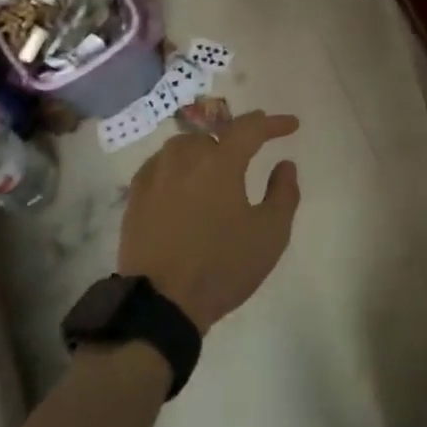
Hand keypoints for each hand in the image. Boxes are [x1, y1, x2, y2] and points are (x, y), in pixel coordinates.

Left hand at [118, 112, 301, 332]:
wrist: (161, 303)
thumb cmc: (222, 266)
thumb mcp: (270, 233)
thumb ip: (284, 193)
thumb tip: (285, 164)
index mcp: (220, 162)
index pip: (250, 128)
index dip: (272, 123)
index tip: (291, 125)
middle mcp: (184, 158)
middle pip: (213, 134)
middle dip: (235, 139)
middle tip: (249, 153)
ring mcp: (155, 175)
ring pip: (183, 147)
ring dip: (203, 151)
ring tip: (215, 169)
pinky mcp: (135, 196)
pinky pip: (160, 166)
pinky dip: (177, 167)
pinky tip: (181, 183)